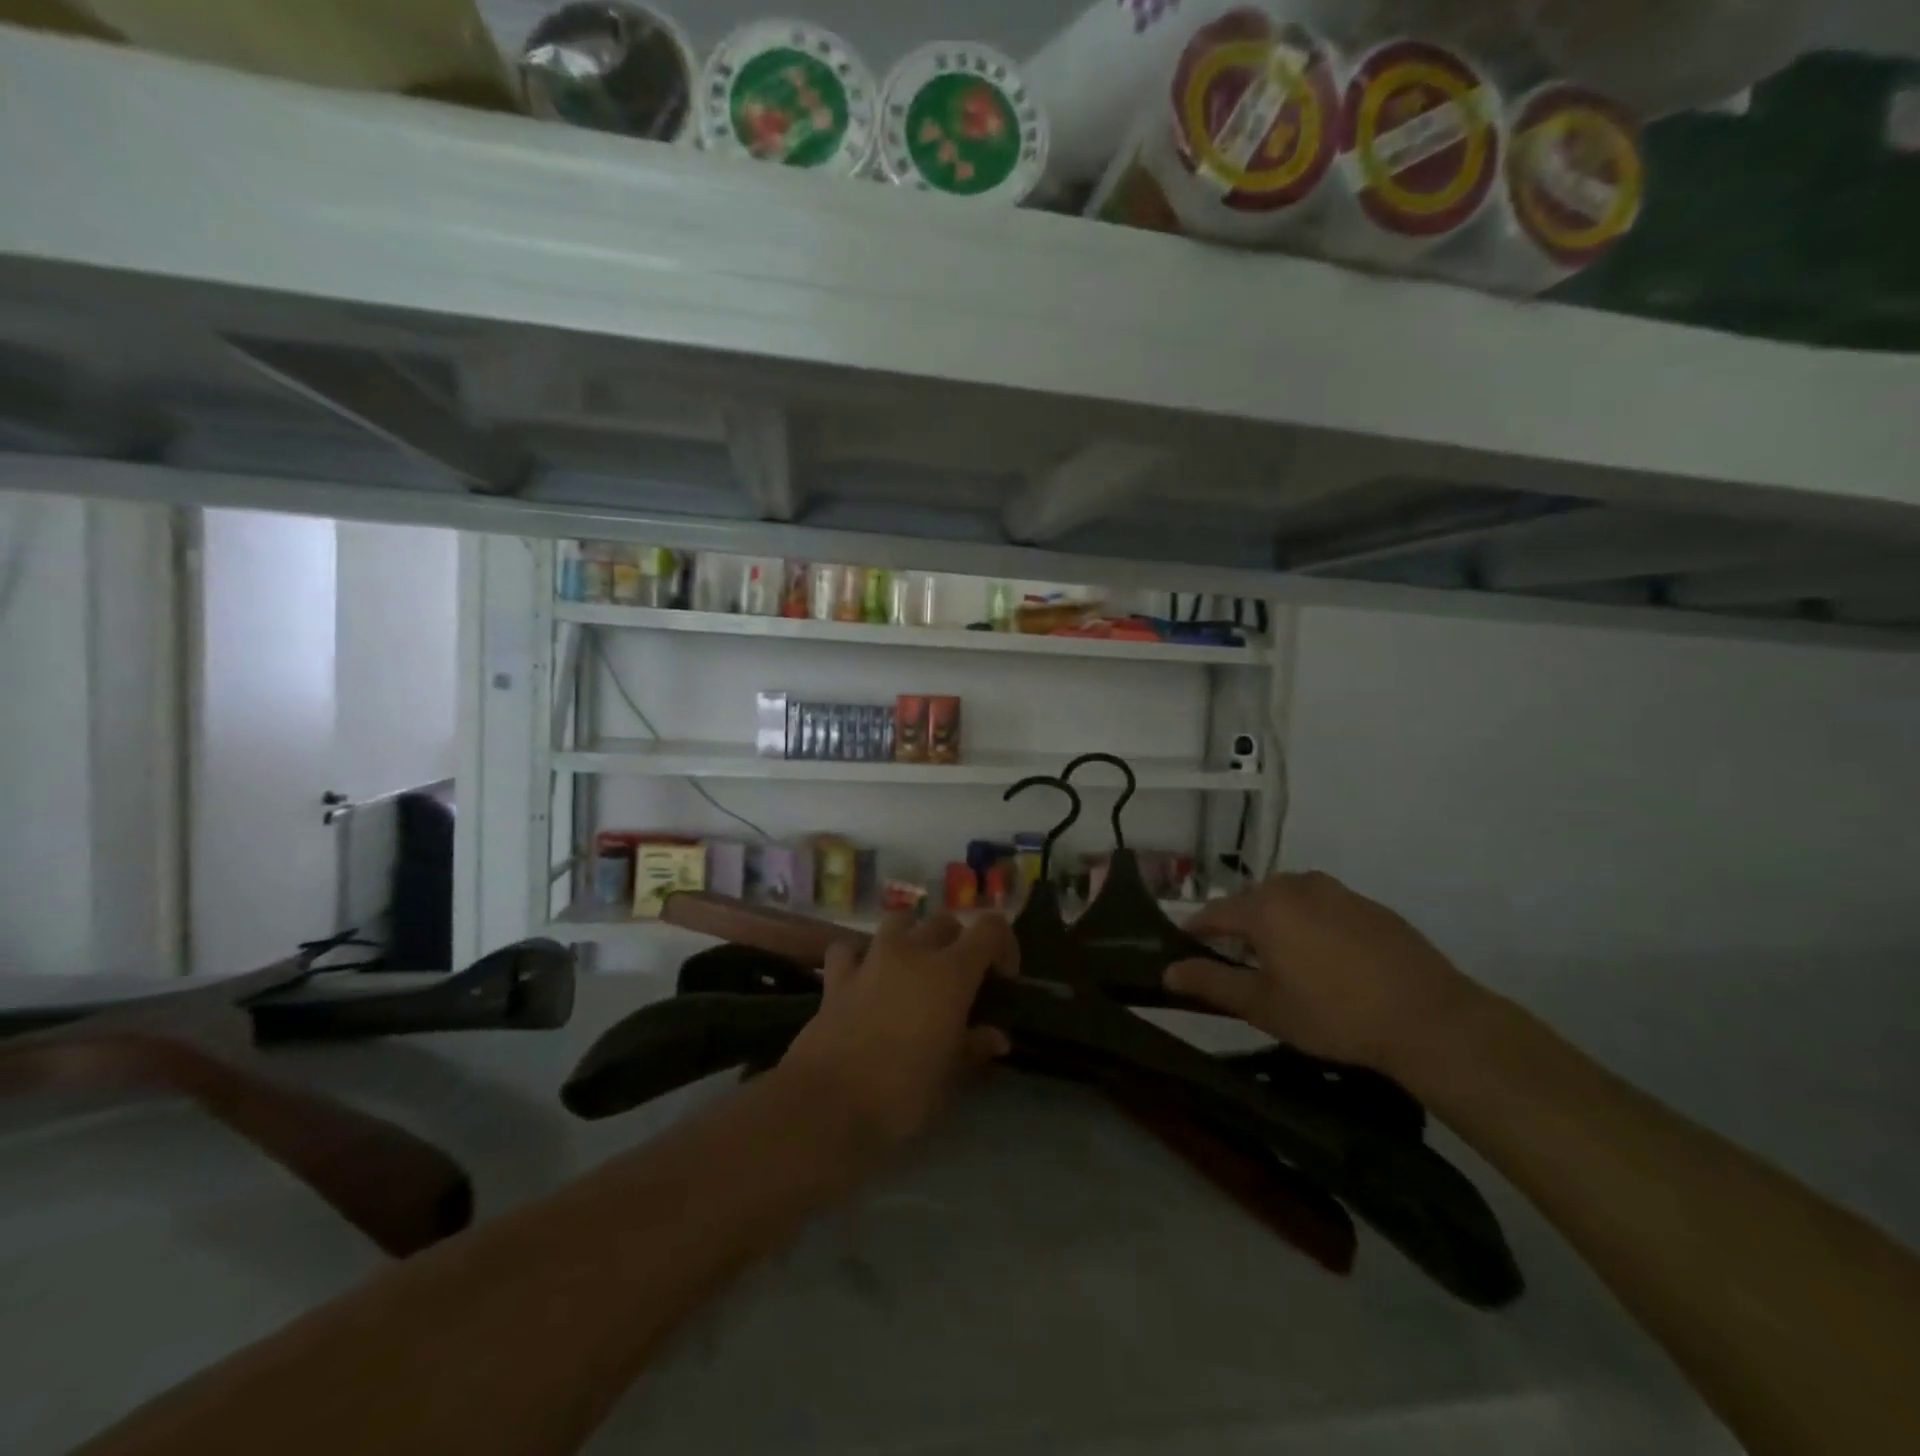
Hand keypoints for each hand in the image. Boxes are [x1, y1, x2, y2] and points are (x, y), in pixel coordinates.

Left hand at [777, 911, 1017, 1155]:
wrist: (828, 1106)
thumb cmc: (903, 1094)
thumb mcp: (952, 1078)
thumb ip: (975, 1048)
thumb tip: (995, 1036)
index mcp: (951, 972)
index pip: (990, 928)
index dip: (1003, 944)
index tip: (1002, 978)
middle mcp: (913, 952)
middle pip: (944, 921)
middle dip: (958, 941)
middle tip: (959, 981)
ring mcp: (871, 960)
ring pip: (898, 922)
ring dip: (911, 936)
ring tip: (913, 969)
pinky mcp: (836, 978)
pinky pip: (849, 949)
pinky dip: (858, 957)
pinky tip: (862, 978)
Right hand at [1166, 872, 1482, 1074]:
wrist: (1430, 1019)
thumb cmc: (1334, 1014)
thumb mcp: (1264, 1006)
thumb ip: (1211, 982)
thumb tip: (1168, 971)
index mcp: (1263, 907)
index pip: (1213, 914)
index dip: (1195, 933)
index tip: (1186, 951)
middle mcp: (1295, 886)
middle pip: (1251, 903)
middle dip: (1239, 930)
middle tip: (1242, 968)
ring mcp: (1336, 891)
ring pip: (1289, 902)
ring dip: (1278, 925)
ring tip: (1287, 964)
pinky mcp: (1369, 905)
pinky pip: (1324, 908)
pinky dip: (1313, 927)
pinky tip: (1330, 963)